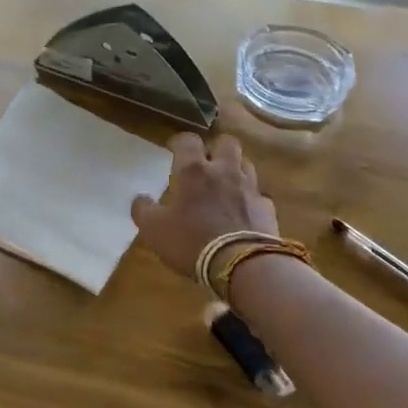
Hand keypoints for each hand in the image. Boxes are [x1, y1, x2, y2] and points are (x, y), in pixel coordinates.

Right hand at [131, 133, 278, 279]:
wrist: (242, 266)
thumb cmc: (191, 241)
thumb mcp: (154, 229)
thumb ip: (144, 210)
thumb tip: (140, 198)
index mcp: (194, 170)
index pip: (188, 140)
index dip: (180, 142)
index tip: (173, 149)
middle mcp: (224, 171)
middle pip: (226, 143)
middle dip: (216, 149)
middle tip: (205, 164)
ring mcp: (250, 188)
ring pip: (246, 165)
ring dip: (235, 170)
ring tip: (225, 185)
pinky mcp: (267, 209)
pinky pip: (259, 196)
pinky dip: (250, 200)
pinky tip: (243, 212)